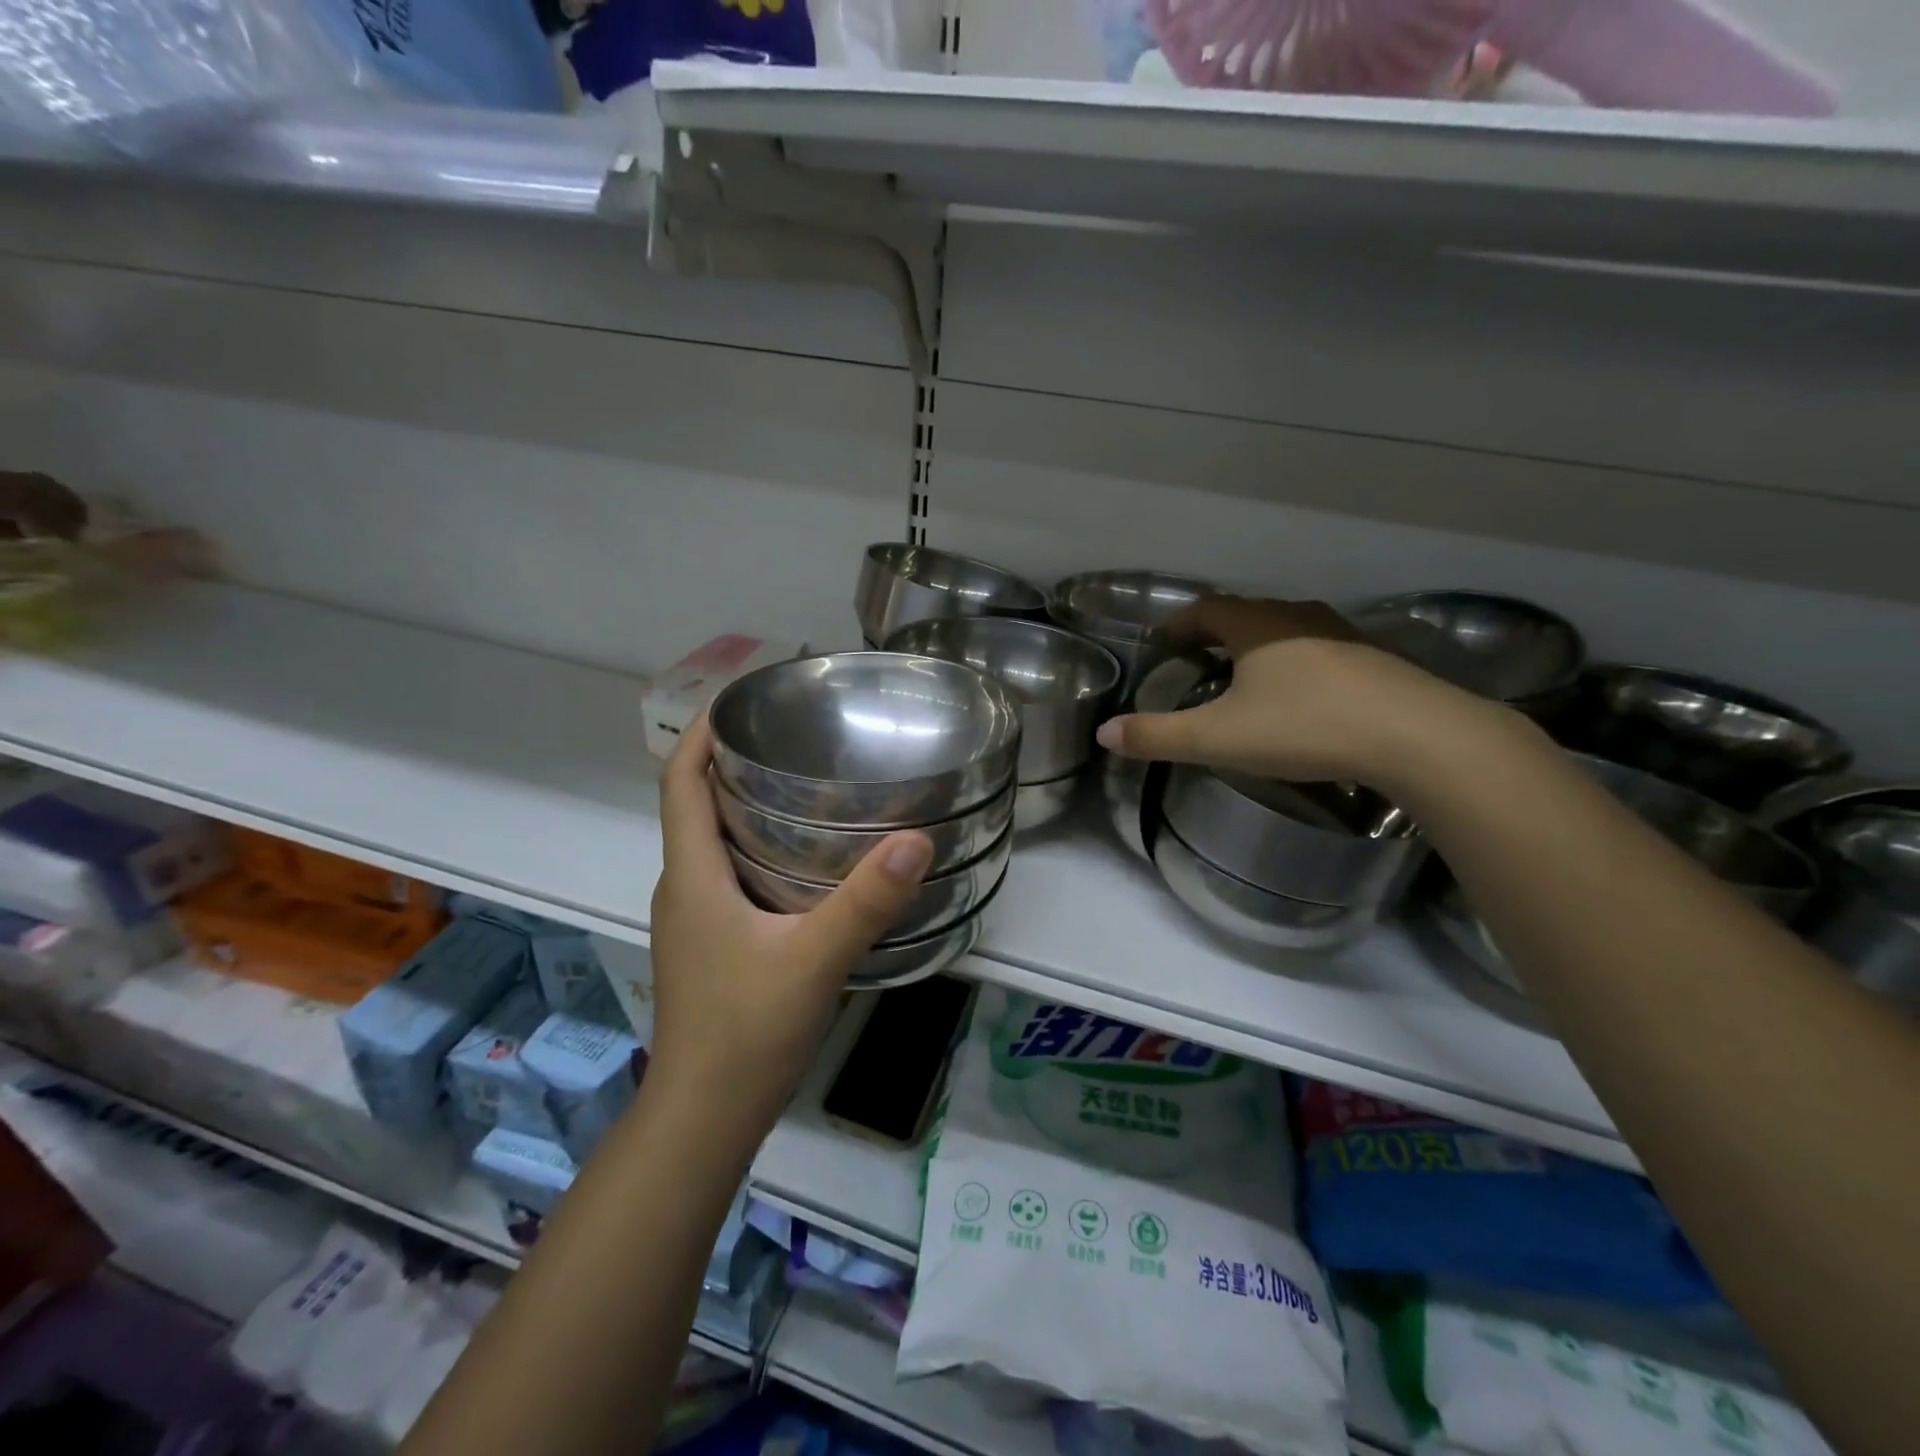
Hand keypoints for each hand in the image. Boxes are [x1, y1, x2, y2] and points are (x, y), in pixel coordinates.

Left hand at [647, 716, 932, 1122]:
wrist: (705, 1116)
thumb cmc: (746, 1032)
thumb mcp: (814, 960)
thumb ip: (865, 902)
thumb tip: (915, 839)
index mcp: (692, 876)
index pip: (680, 782)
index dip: (702, 734)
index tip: (742, 701)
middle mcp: (684, 887)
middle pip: (697, 805)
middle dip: (735, 762)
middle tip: (797, 736)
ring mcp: (694, 919)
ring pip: (714, 841)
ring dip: (748, 805)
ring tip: (809, 784)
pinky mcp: (711, 943)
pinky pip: (729, 873)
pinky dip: (759, 847)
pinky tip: (808, 859)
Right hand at [1095, 596, 1492, 787]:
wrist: (1416, 736)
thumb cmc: (1305, 726)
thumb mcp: (1219, 737)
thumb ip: (1158, 736)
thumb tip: (1103, 734)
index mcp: (1256, 626)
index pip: (1205, 609)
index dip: (1179, 623)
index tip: (1162, 641)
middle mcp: (1297, 617)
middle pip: (1245, 613)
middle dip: (1215, 632)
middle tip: (1196, 657)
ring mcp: (1341, 634)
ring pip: (1286, 629)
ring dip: (1259, 644)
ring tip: (1245, 673)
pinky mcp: (1374, 659)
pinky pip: (1319, 649)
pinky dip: (1296, 662)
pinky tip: (1301, 693)